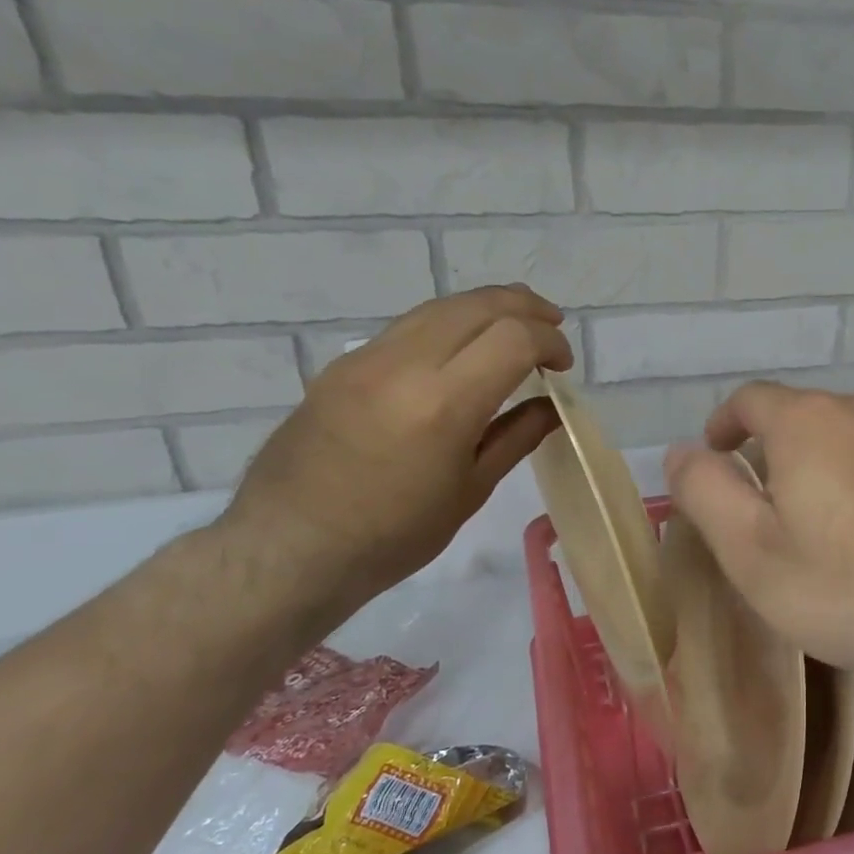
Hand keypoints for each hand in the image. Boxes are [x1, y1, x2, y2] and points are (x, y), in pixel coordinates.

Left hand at [218, 285, 571, 619]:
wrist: (290, 548)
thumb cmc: (394, 535)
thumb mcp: (470, 491)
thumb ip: (516, 436)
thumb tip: (552, 406)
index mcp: (443, 404)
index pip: (513, 338)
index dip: (549, 342)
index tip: (563, 366)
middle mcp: (404, 365)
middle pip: (478, 306)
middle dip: (525, 308)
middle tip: (552, 327)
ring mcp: (366, 359)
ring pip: (440, 307)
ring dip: (487, 308)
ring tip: (515, 326)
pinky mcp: (342, 365)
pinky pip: (408, 327)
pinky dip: (450, 325)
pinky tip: (462, 350)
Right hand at [665, 382, 853, 702]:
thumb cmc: (846, 584)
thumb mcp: (751, 549)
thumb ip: (706, 491)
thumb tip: (682, 452)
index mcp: (808, 420)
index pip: (750, 398)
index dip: (724, 424)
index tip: (715, 455)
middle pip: (802, 417)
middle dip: (772, 452)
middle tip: (762, 506)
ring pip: (847, 438)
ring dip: (821, 467)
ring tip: (816, 523)